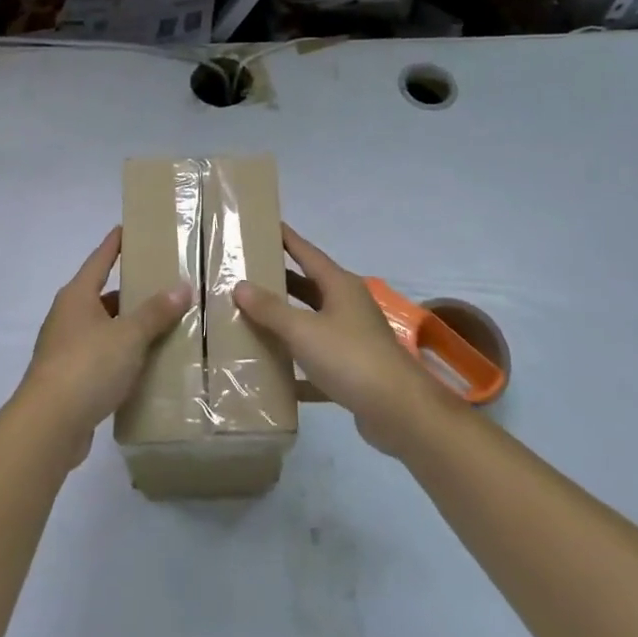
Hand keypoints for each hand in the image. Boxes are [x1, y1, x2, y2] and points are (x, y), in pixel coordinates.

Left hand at [17, 227, 191, 465]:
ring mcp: (65, 350)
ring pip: (103, 329)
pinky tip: (145, 364)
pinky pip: (101, 358)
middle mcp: (68, 317)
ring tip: (162, 325)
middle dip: (130, 291)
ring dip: (128, 327)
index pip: (100, 260)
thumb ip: (156, 312)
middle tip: (162, 284)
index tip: (126, 228)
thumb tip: (182, 287)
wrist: (49, 425)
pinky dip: (122, 356)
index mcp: (77, 297)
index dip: (114, 244)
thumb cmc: (87, 366)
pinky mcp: (69, 380)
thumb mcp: (129, 335)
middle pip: (103, 296)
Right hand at [233, 225, 457, 456]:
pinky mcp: (352, 370)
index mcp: (340, 286)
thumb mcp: (303, 330)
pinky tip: (272, 372)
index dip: (287, 239)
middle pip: (309, 286)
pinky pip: (317, 360)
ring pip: (312, 322)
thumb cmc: (350, 357)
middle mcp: (348, 306)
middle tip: (247, 274)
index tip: (265, 226)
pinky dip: (297, 364)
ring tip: (251, 317)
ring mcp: (352, 338)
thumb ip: (271, 309)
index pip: (308, 253)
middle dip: (281, 280)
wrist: (397, 410)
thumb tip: (240, 285)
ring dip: (286, 320)